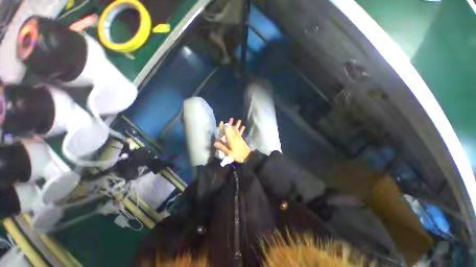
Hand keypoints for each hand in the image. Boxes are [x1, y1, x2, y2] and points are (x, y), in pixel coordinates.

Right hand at [214, 118, 250, 162]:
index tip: (222, 122)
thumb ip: (222, 147)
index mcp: (231, 139)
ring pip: (236, 130)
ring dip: (237, 125)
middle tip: (231, 118)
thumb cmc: (238, 155)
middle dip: (230, 124)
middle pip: (231, 129)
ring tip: (239, 120)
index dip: (223, 126)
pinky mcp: (241, 139)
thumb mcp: (229, 153)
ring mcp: (239, 137)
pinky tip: (243, 126)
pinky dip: (241, 129)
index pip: (226, 130)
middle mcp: (234, 136)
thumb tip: (215, 143)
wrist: (248, 156)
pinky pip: (240, 133)